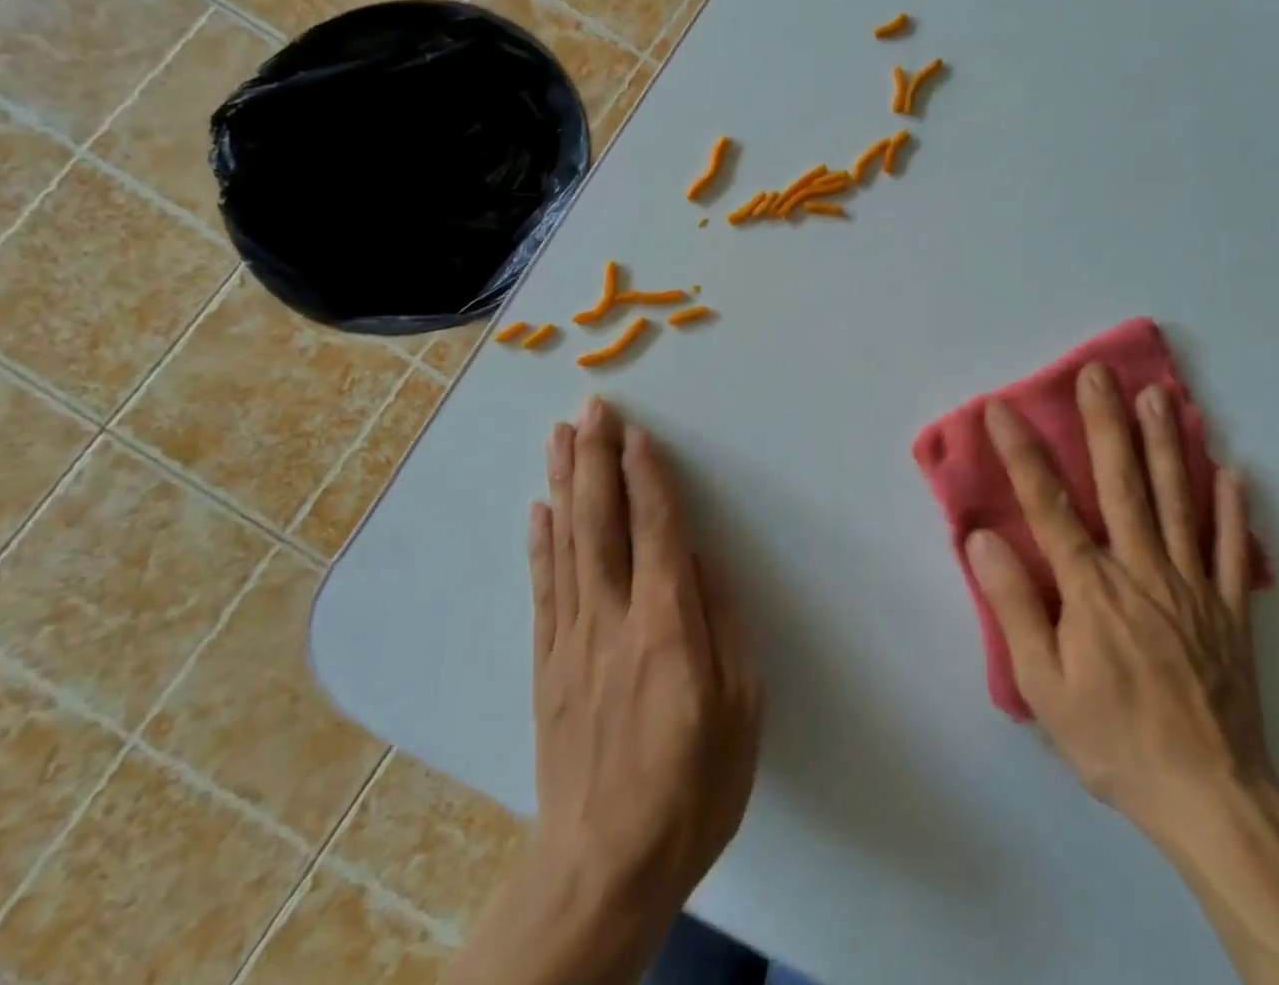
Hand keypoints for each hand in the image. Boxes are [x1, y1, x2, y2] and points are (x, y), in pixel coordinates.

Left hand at [527, 396, 763, 936]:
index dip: (647, 475)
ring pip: (566, 544)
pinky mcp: (548, 666)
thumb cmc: (692, 788)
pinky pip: (543, 589)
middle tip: (591, 408)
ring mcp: (571, 641)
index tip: (637, 430)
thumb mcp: (741, 709)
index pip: (656, 530)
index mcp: (666, 627)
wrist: (602, 871)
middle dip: (597, 459)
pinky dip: (539, 543)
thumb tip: (701, 561)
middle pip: (600, 523)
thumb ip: (722, 625)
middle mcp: (611, 619)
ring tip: (560, 436)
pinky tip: (537, 509)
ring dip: (564, 484)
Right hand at [967, 364, 1275, 851]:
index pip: (1049, 505)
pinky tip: (1231, 470)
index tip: (1002, 409)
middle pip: (1122, 482)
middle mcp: (1143, 569)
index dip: (1022, 453)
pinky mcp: (1230, 609)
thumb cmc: (1115, 740)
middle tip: (1099, 372)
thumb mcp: (1044, 685)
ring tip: (1158, 395)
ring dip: (1166, 443)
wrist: (1211, 798)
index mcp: (1092, 587)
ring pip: (1178, 499)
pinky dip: (1232, 508)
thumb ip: (1015, 605)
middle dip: (1105, 422)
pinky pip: (1232, 549)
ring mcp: (1193, 584)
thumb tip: (983, 540)